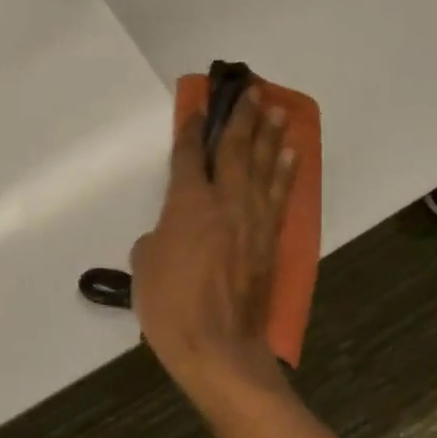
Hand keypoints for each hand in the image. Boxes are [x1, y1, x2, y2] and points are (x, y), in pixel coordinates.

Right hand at [130, 87, 296, 396]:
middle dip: (241, 117)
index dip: (191, 128)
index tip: (199, 105)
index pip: (189, 155)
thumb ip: (156, 237)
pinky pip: (280, 195)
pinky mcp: (271, 240)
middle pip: (235, 149)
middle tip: (249, 90)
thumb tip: (170, 232)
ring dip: (270, 135)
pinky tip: (292, 153)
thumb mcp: (145, 265)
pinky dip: (286, 171)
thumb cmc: (170, 306)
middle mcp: (225, 202)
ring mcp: (253, 220)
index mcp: (188, 204)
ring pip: (264, 166)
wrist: (218, 347)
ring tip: (276, 109)